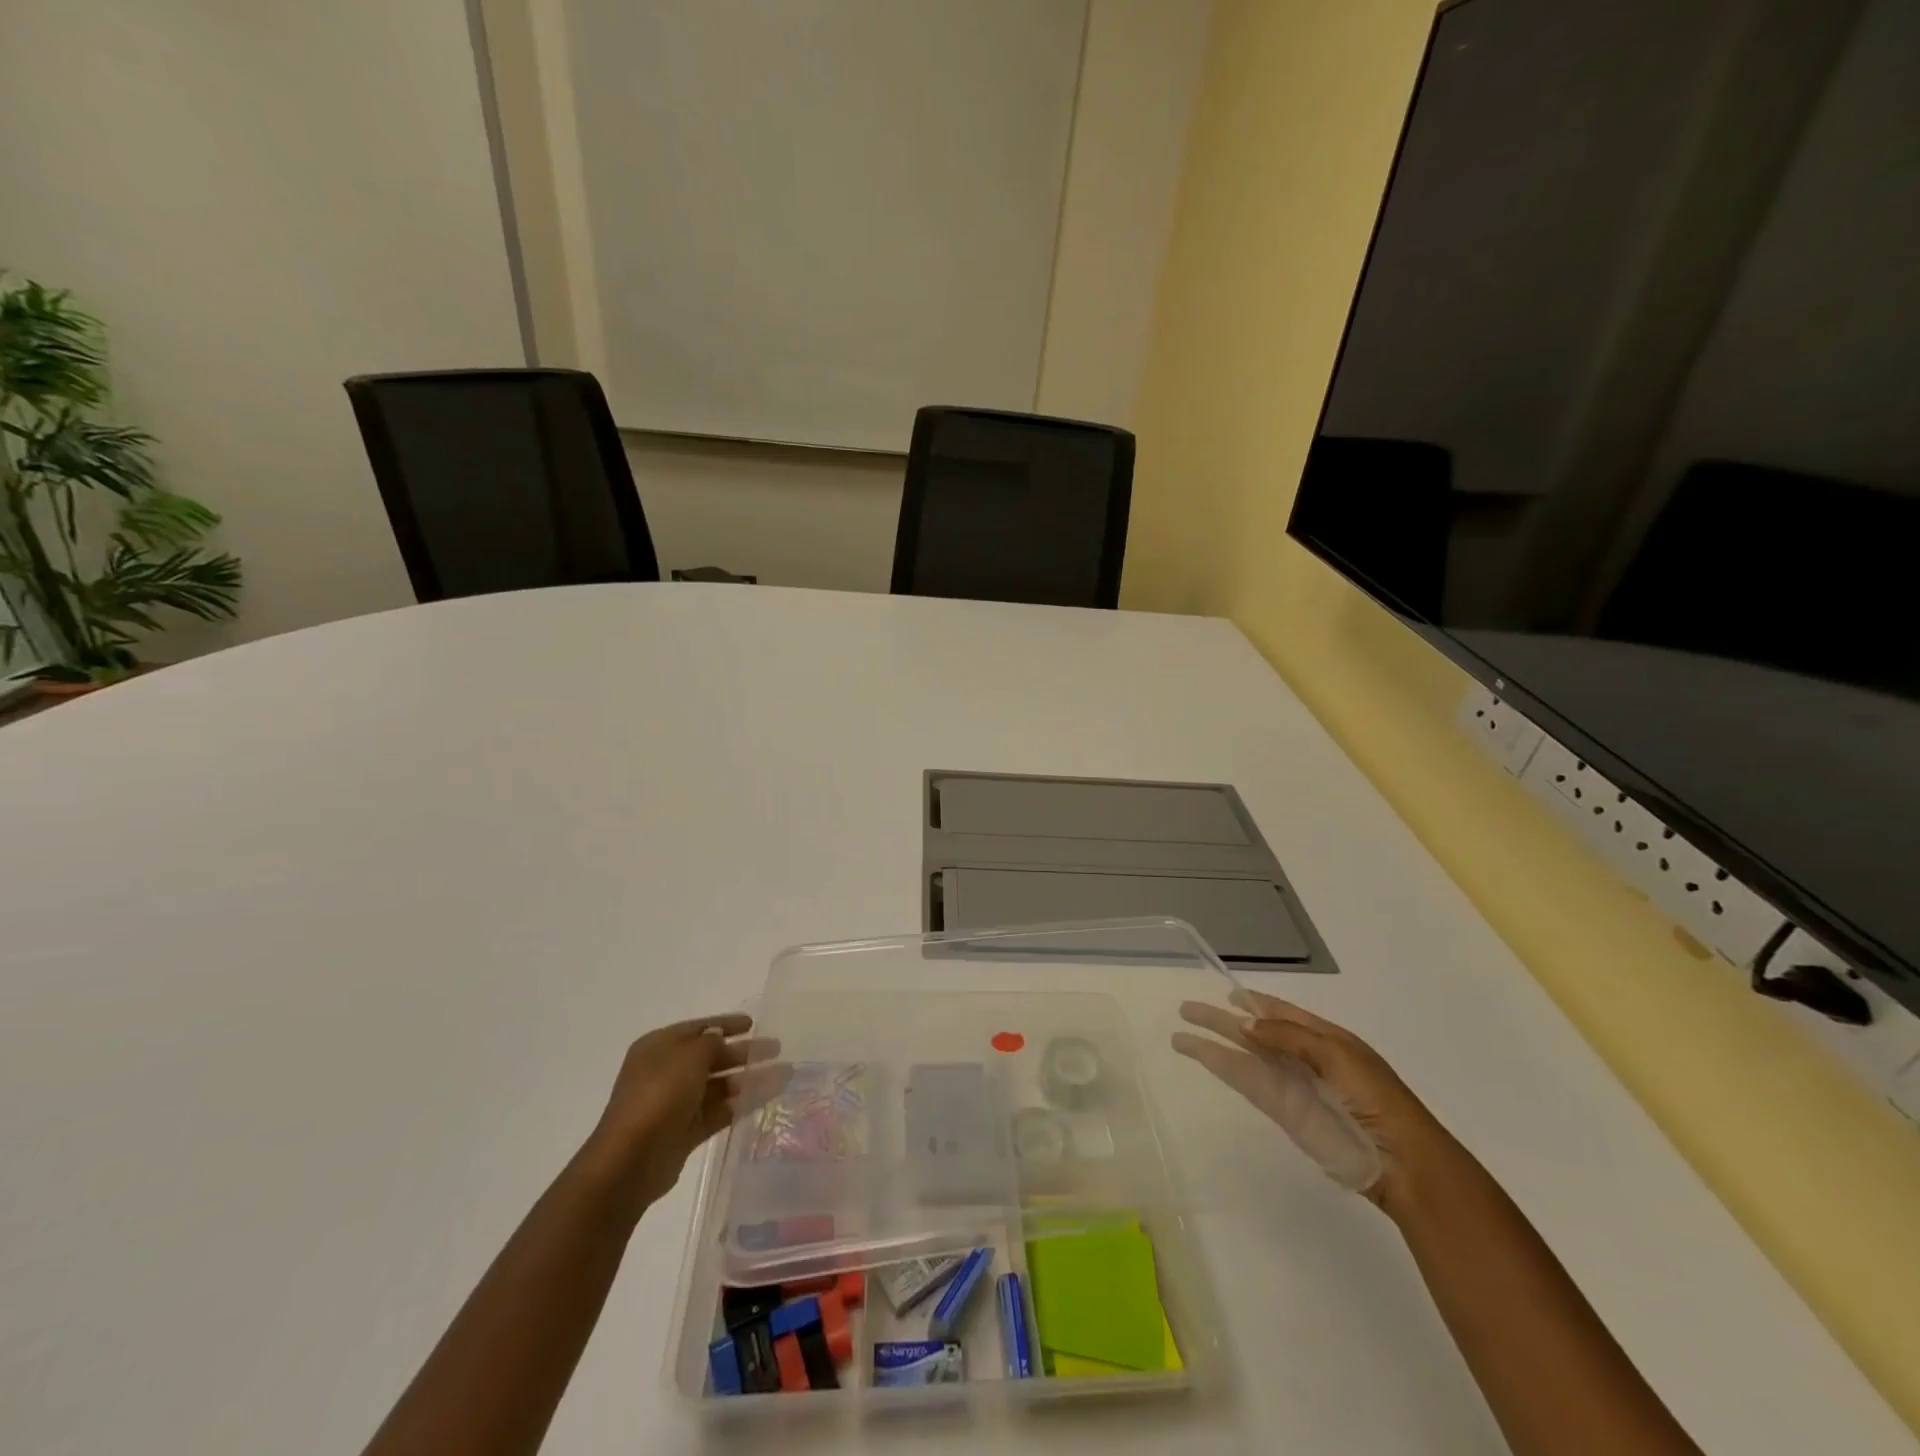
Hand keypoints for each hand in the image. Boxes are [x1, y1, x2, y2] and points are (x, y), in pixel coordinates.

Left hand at [579, 1013, 783, 1214]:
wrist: (631, 1159)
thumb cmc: (659, 1095)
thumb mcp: (689, 1056)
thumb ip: (710, 1042)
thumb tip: (719, 1038)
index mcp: (659, 1047)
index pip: (699, 1028)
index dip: (726, 1024)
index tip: (754, 1023)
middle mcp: (667, 1071)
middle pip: (711, 1056)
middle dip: (743, 1052)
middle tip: (776, 1048)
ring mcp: (676, 1102)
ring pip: (719, 1084)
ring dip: (749, 1078)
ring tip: (784, 1074)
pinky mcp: (686, 1130)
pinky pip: (720, 1110)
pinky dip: (742, 1103)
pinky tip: (767, 1097)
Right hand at [1173, 989, 1457, 1217]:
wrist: (1400, 1162)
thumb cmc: (1378, 1100)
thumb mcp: (1339, 1056)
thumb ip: (1290, 1037)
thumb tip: (1244, 1024)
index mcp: (1326, 1038)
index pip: (1282, 1012)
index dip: (1255, 1001)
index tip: (1228, 992)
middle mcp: (1304, 1057)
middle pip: (1255, 1032)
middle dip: (1223, 1019)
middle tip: (1187, 1008)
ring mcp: (1291, 1085)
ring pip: (1244, 1056)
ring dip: (1215, 1043)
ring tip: (1181, 1034)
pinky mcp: (1283, 1111)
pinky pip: (1248, 1082)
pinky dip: (1224, 1068)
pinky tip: (1204, 1058)